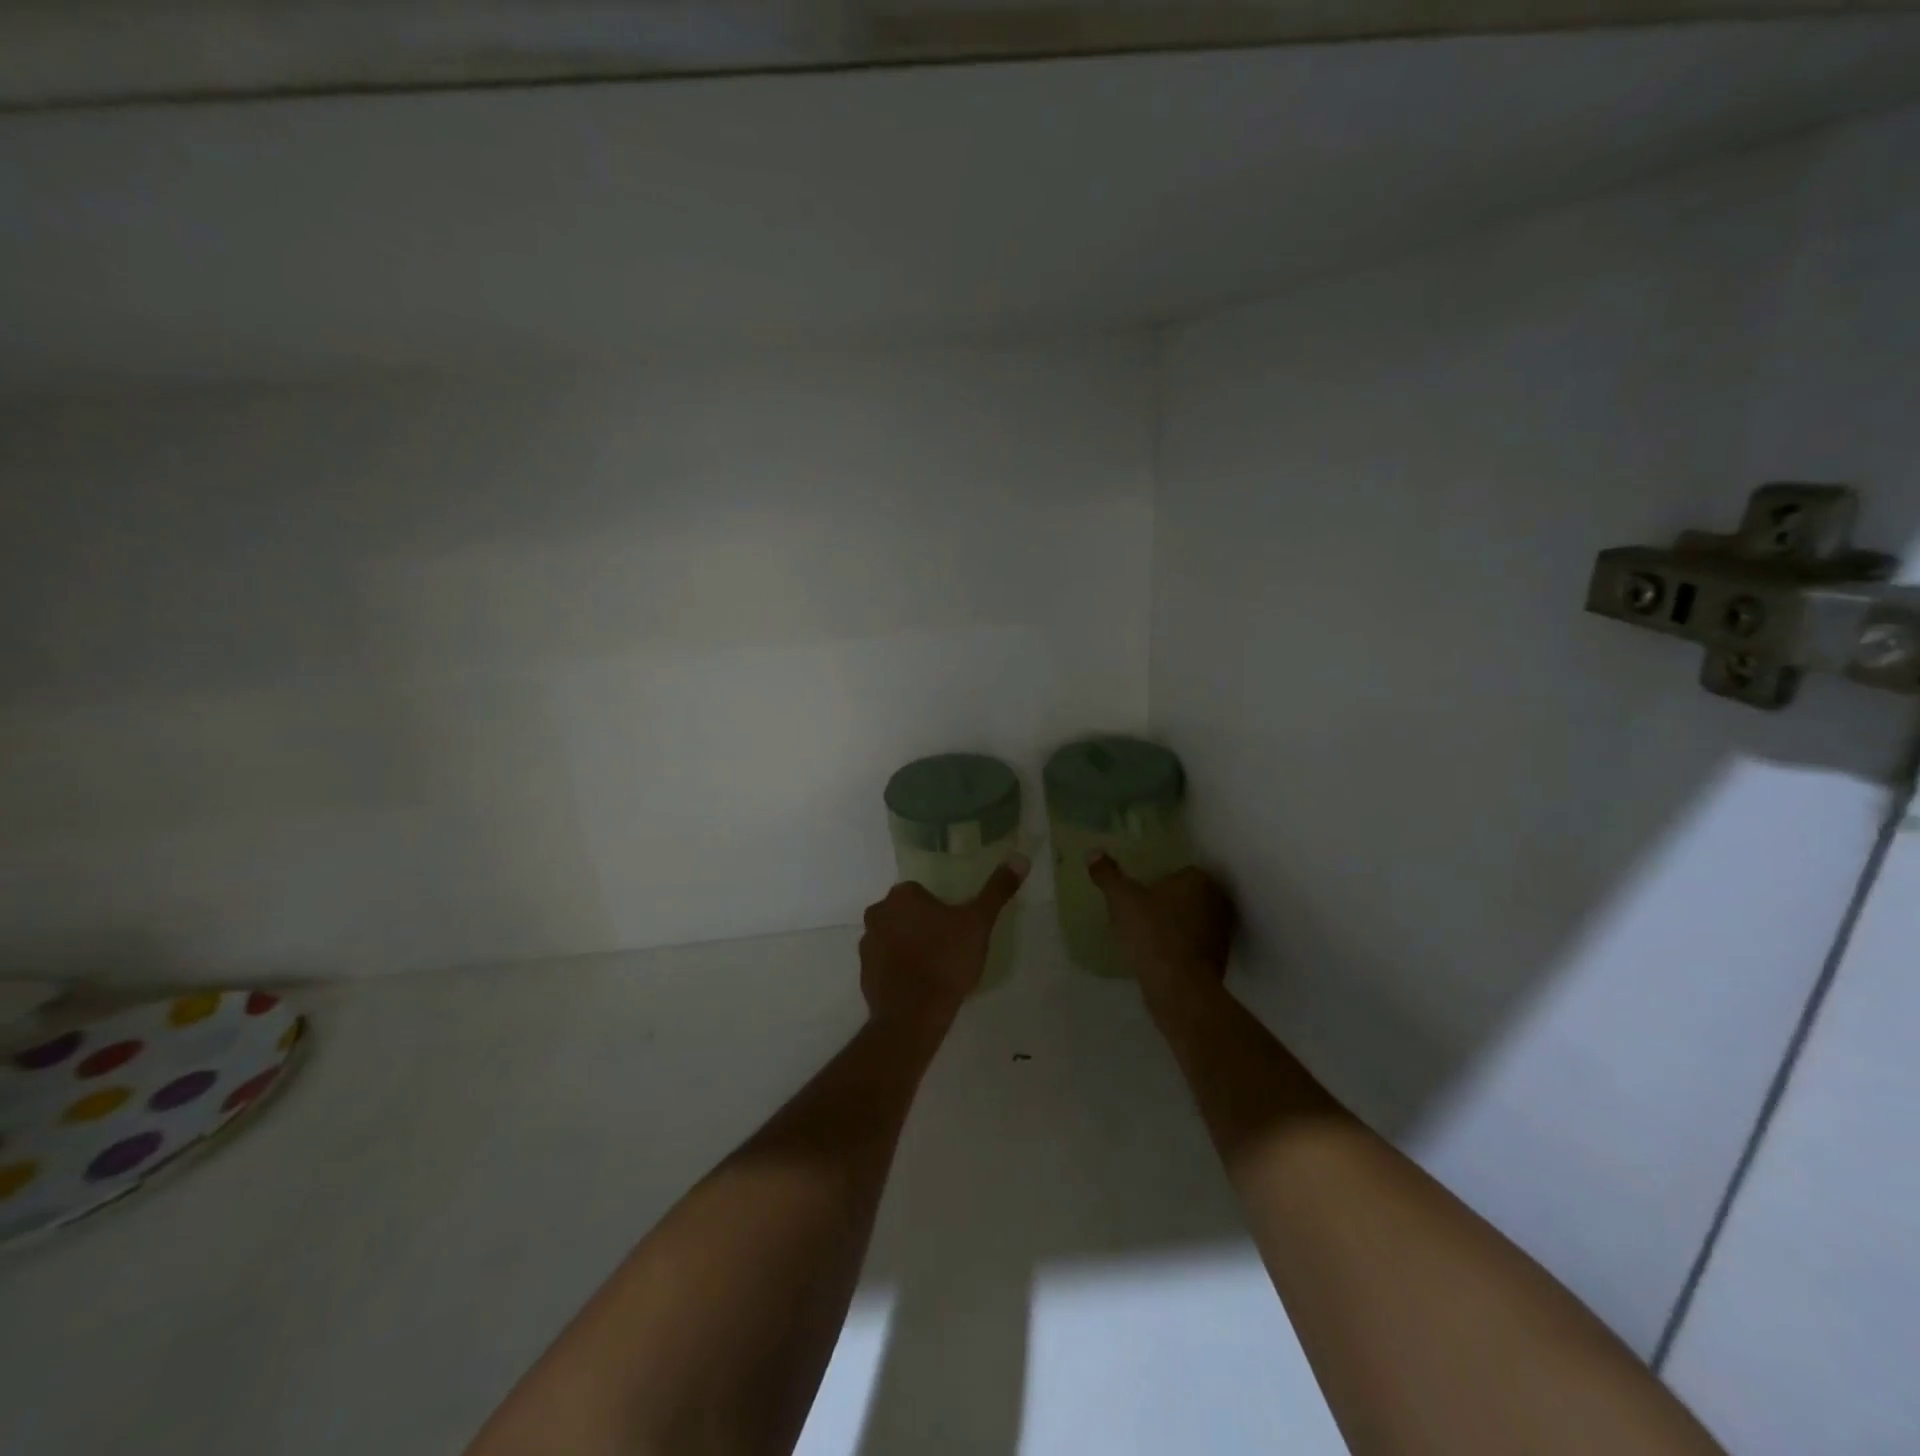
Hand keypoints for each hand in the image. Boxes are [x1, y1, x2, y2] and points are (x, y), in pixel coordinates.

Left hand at [859, 858, 1028, 1028]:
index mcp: (902, 895)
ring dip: (908, 946)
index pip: (922, 892)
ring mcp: (867, 944)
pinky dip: (898, 969)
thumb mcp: (979, 923)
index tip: (956, 928)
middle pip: (905, 913)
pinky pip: (885, 963)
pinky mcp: (864, 973)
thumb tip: (1020, 858)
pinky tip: (918, 985)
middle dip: (922, 925)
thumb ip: (997, 890)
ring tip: (934, 969)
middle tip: (948, 948)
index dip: (940, 909)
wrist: (913, 1014)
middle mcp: (878, 913)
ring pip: (893, 937)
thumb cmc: (946, 960)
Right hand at [1087, 856, 1235, 1013]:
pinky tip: (1157, 953)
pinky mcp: (1218, 960)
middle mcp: (1218, 902)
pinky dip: (1178, 946)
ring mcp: (1221, 933)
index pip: (1180, 870)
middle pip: (1187, 895)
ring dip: (1173, 925)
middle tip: (1139, 909)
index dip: (1158, 879)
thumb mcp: (1122, 899)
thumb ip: (1108, 874)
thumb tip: (1094, 852)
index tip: (1139, 889)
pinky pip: (1193, 944)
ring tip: (1145, 932)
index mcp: (1200, 880)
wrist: (1178, 987)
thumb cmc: (1153, 932)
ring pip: (1192, 921)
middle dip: (1167, 901)